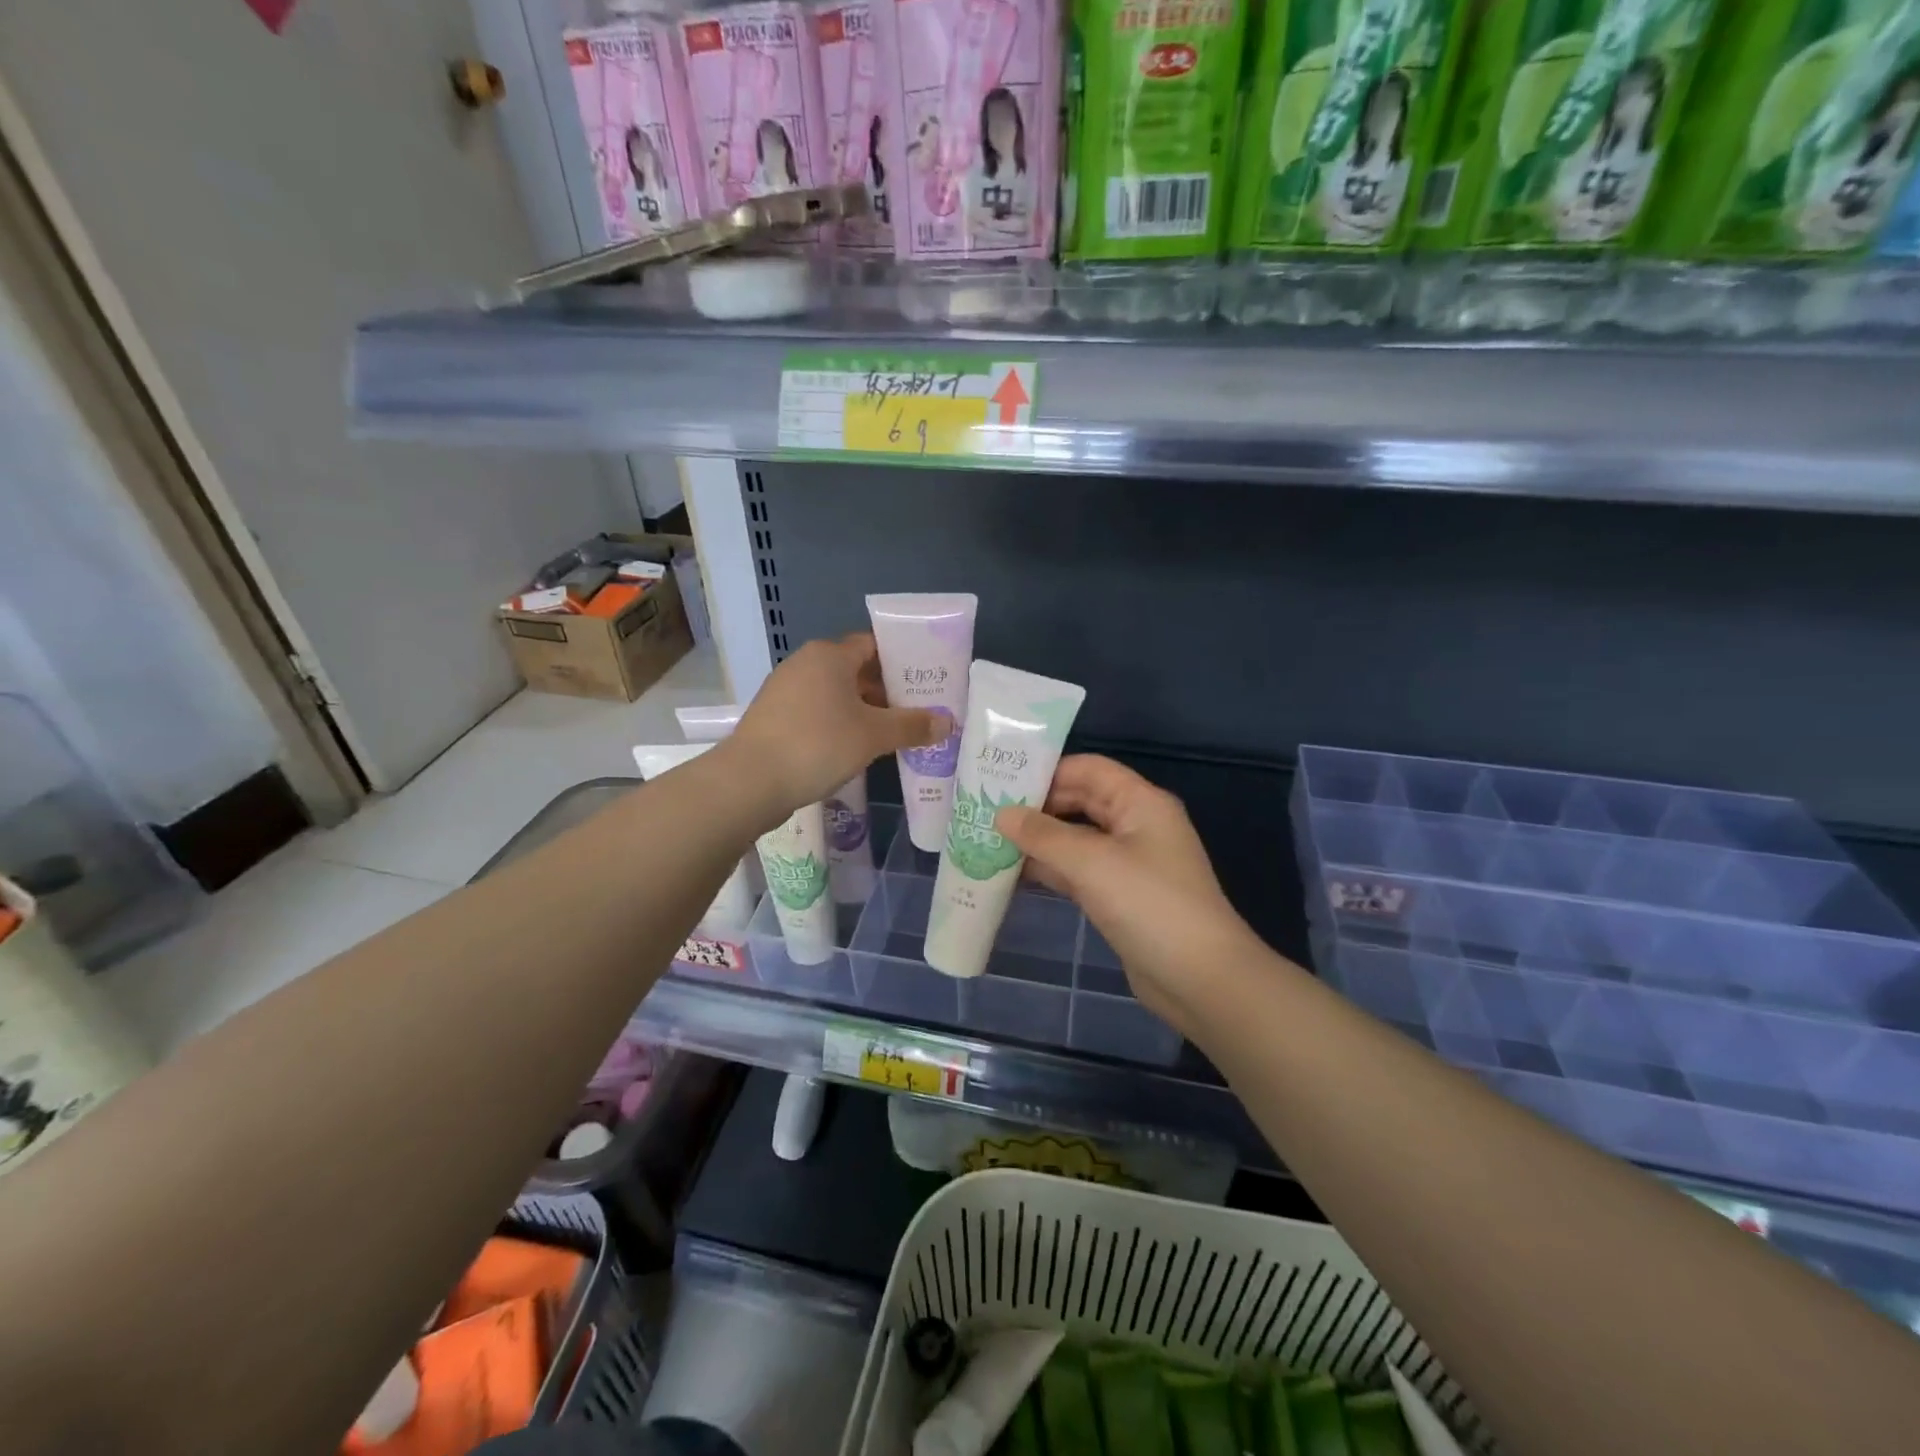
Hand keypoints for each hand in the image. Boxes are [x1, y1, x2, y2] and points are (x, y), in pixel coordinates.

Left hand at [727, 633, 944, 819]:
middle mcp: (805, 664)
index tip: (926, 681)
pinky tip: (856, 749)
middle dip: (887, 691)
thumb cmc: (818, 744)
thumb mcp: (873, 736)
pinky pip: (818, 713)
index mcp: (829, 655)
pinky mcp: (774, 718)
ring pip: (836, 694)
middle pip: (856, 670)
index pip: (874, 645)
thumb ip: (912, 726)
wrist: (749, 781)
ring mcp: (785, 691)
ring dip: (864, 711)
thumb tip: (948, 722)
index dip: (902, 661)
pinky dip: (840, 725)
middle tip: (917, 712)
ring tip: (893, 734)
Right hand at [997, 756, 1259, 1036]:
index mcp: (1140, 803)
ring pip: (1076, 839)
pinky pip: (1078, 871)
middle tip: (987, 814)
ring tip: (990, 842)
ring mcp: (1128, 862)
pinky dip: (1050, 870)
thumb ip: (1043, 835)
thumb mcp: (1092, 863)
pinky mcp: (1120, 896)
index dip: (1047, 771)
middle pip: (1080, 802)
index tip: (1001, 782)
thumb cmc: (1149, 905)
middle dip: (1037, 808)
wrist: (1199, 978)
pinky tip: (1014, 875)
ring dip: (1039, 841)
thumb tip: (1001, 814)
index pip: (1089, 769)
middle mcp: (1136, 825)